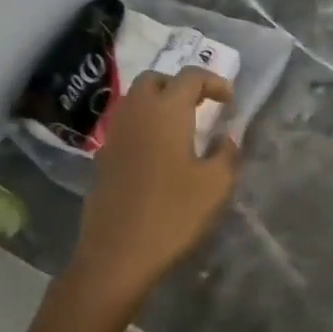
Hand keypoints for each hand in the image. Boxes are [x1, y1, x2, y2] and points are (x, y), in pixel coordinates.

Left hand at [70, 68, 239, 299]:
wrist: (117, 254)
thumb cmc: (172, 214)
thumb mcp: (215, 185)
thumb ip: (227, 153)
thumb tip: (227, 137)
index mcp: (166, 111)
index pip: (190, 77)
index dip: (213, 82)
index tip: (229, 101)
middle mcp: (136, 113)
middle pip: (155, 80)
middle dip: (179, 86)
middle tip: (201, 106)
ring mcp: (114, 135)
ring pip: (135, 101)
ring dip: (158, 104)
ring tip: (181, 128)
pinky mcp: (102, 158)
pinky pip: (125, 126)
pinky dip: (143, 126)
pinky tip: (157, 153)